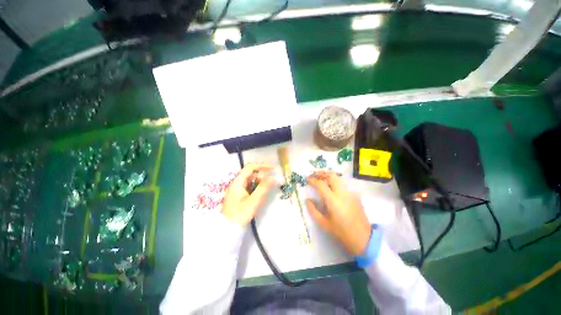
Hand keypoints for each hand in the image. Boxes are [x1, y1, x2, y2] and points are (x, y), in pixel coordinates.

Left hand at [222, 163, 274, 225]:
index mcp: (238, 182)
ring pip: (252, 181)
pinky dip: (257, 190)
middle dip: (263, 176)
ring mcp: (238, 189)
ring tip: (266, 192)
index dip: (262, 166)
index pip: (250, 167)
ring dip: (261, 184)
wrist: (228, 230)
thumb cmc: (240, 215)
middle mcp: (237, 183)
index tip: (273, 169)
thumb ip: (263, 188)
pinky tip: (260, 198)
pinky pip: (251, 188)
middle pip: (252, 174)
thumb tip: (273, 177)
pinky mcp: (240, 195)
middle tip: (272, 183)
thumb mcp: (253, 201)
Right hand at [306, 171, 371, 256]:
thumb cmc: (341, 232)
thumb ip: (313, 210)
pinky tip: (332, 190)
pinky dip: (335, 183)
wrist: (363, 238)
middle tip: (314, 175)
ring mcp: (350, 193)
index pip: (320, 184)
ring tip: (321, 180)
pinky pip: (343, 185)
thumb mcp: (323, 223)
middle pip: (331, 175)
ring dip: (328, 177)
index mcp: (332, 200)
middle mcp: (342, 193)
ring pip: (338, 178)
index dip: (312, 179)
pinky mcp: (355, 195)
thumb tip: (307, 199)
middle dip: (321, 173)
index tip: (307, 179)